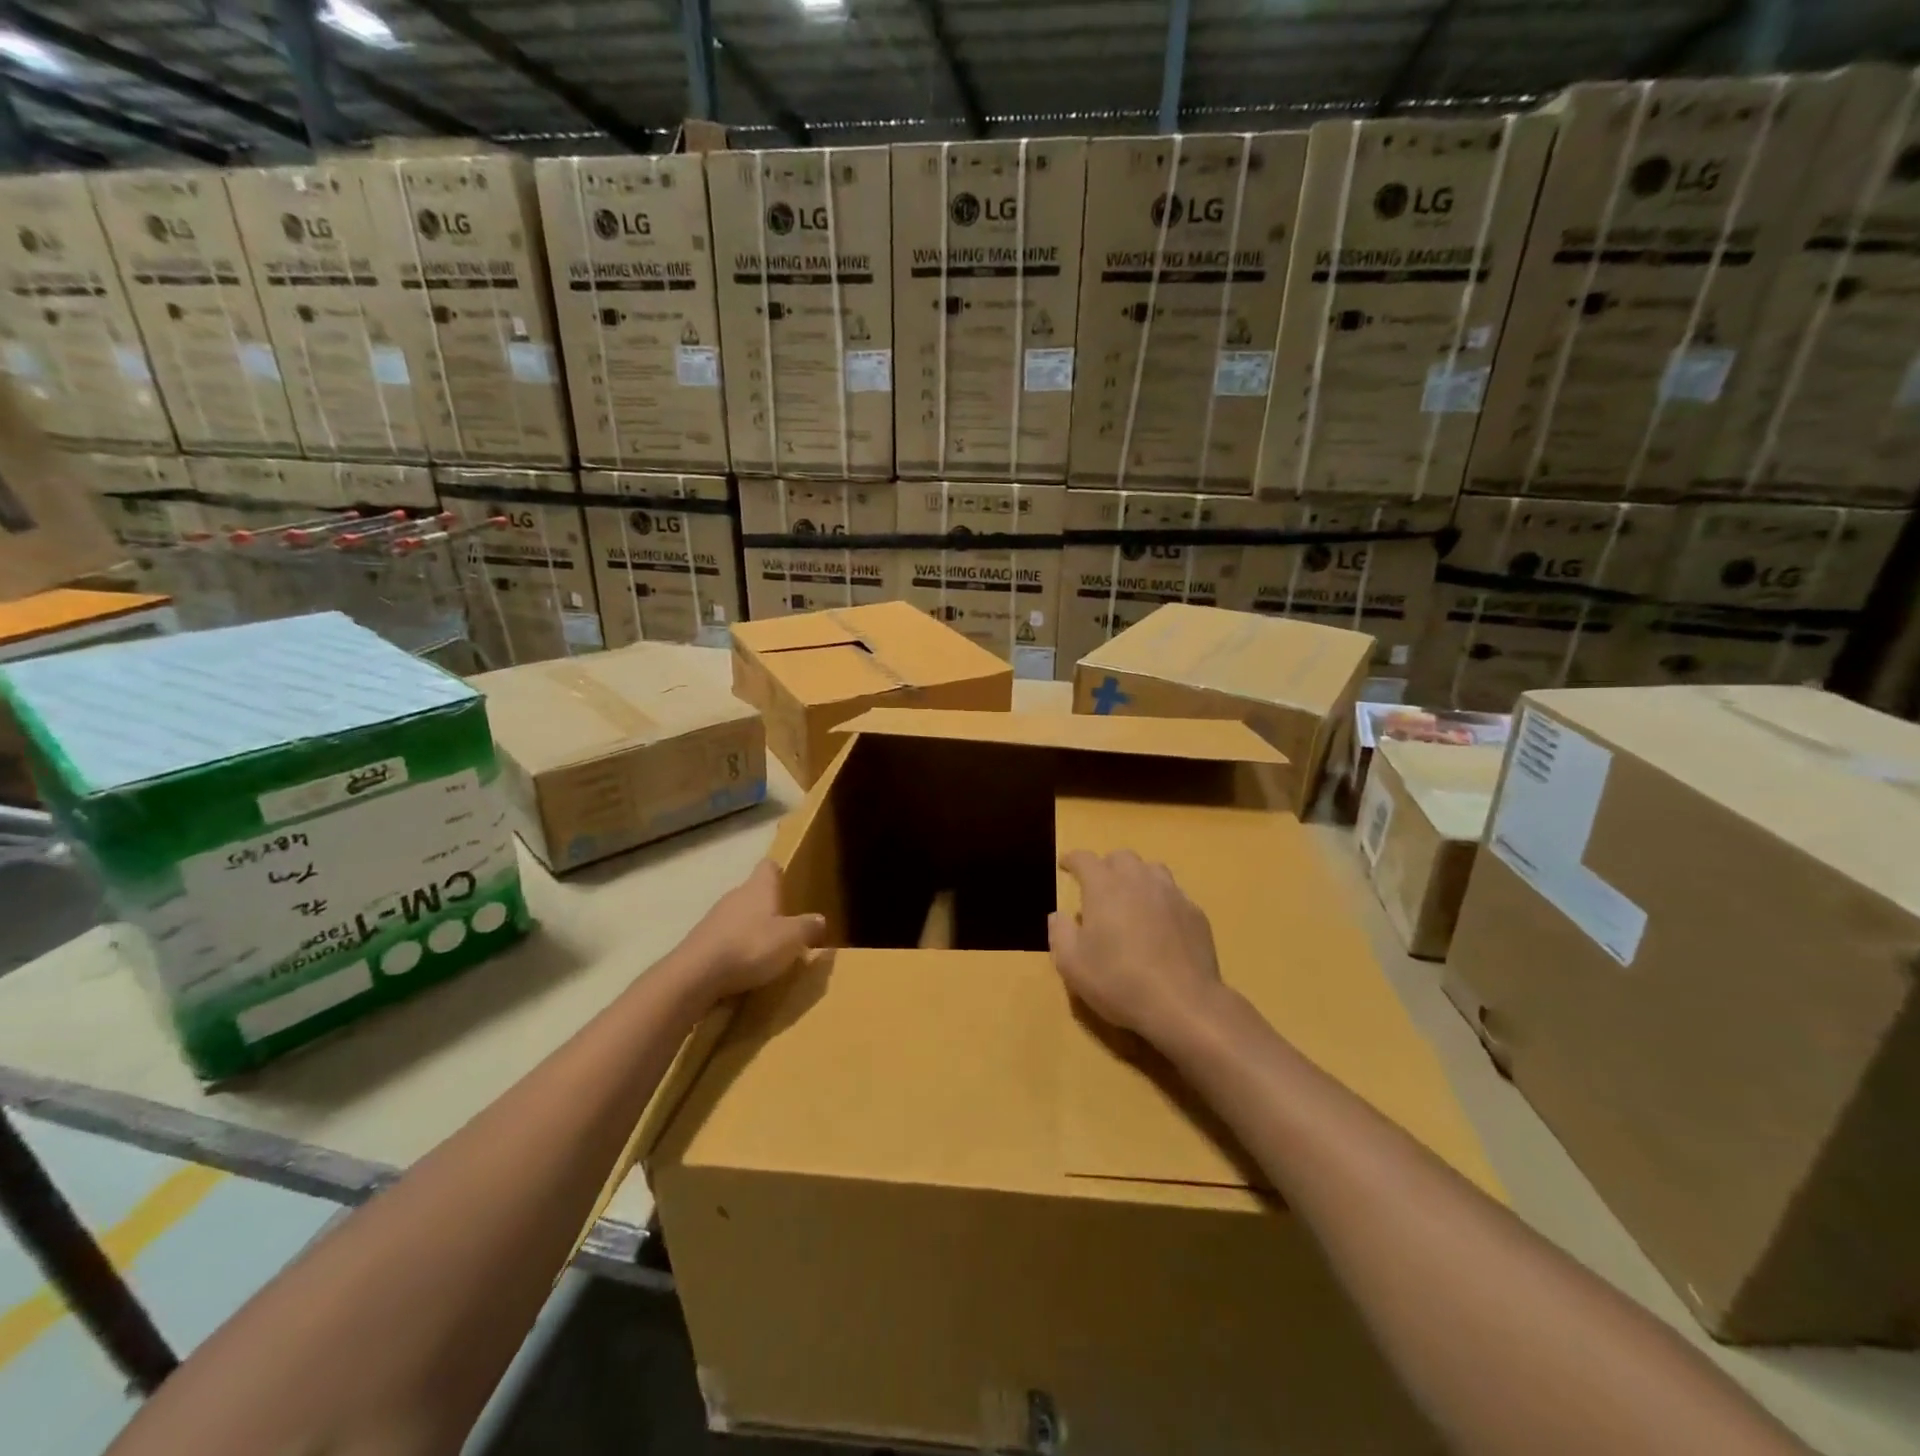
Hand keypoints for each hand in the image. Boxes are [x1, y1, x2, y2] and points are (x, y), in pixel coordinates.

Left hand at [669, 860, 827, 1006]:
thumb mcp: (792, 938)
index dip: (779, 872)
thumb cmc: (751, 946)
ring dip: (751, 929)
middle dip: (768, 907)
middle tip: (786, 926)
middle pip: (753, 892)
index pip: (769, 866)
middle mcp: (735, 896)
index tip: (789, 884)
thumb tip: (820, 919)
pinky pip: (724, 939)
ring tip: (767, 951)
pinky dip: (734, 949)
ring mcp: (714, 918)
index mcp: (759, 888)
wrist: (696, 975)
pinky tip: (743, 968)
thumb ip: (808, 926)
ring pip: (738, 916)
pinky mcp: (700, 942)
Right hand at [1049, 849, 1224, 1047]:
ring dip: (1137, 877)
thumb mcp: (1072, 965)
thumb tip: (1058, 916)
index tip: (1065, 865)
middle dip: (1106, 866)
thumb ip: (1060, 934)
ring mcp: (1171, 894)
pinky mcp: (1195, 913)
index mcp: (1104, 887)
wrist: (1183, 1004)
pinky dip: (1162, 901)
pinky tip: (1160, 924)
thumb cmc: (1119, 982)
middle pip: (1121, 857)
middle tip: (1099, 887)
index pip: (1084, 859)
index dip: (1072, 859)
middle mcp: (1138, 880)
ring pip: (1152, 870)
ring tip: (1132, 899)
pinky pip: (1174, 895)